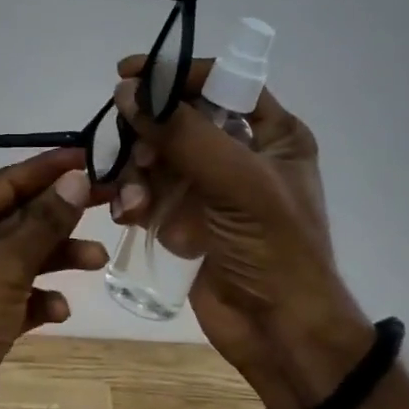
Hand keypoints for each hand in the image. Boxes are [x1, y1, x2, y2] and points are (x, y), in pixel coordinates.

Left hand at [0, 149, 104, 408]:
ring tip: (99, 259)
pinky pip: (17, 297)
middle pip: (17, 219)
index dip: (47, 169)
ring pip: (21, 259)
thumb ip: (45, 222)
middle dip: (60, 215)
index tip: (88, 156)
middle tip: (111, 201)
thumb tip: (76, 178)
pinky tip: (58, 311)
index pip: (4, 183)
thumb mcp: (7, 263)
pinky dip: (40, 299)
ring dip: (57, 257)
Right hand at [111, 57, 370, 408]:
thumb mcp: (238, 183)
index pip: (220, 81)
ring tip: (134, 205)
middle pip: (177, 119)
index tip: (127, 75)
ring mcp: (209, 188)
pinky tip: (129, 218)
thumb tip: (128, 92)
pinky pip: (147, 192)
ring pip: (155, 157)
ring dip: (136, 176)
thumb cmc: (275, 250)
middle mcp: (239, 153)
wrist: (281, 334)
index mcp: (271, 133)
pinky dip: (133, 200)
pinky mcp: (184, 219)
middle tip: (135, 157)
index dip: (174, 73)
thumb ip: (183, 133)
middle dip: (148, 136)